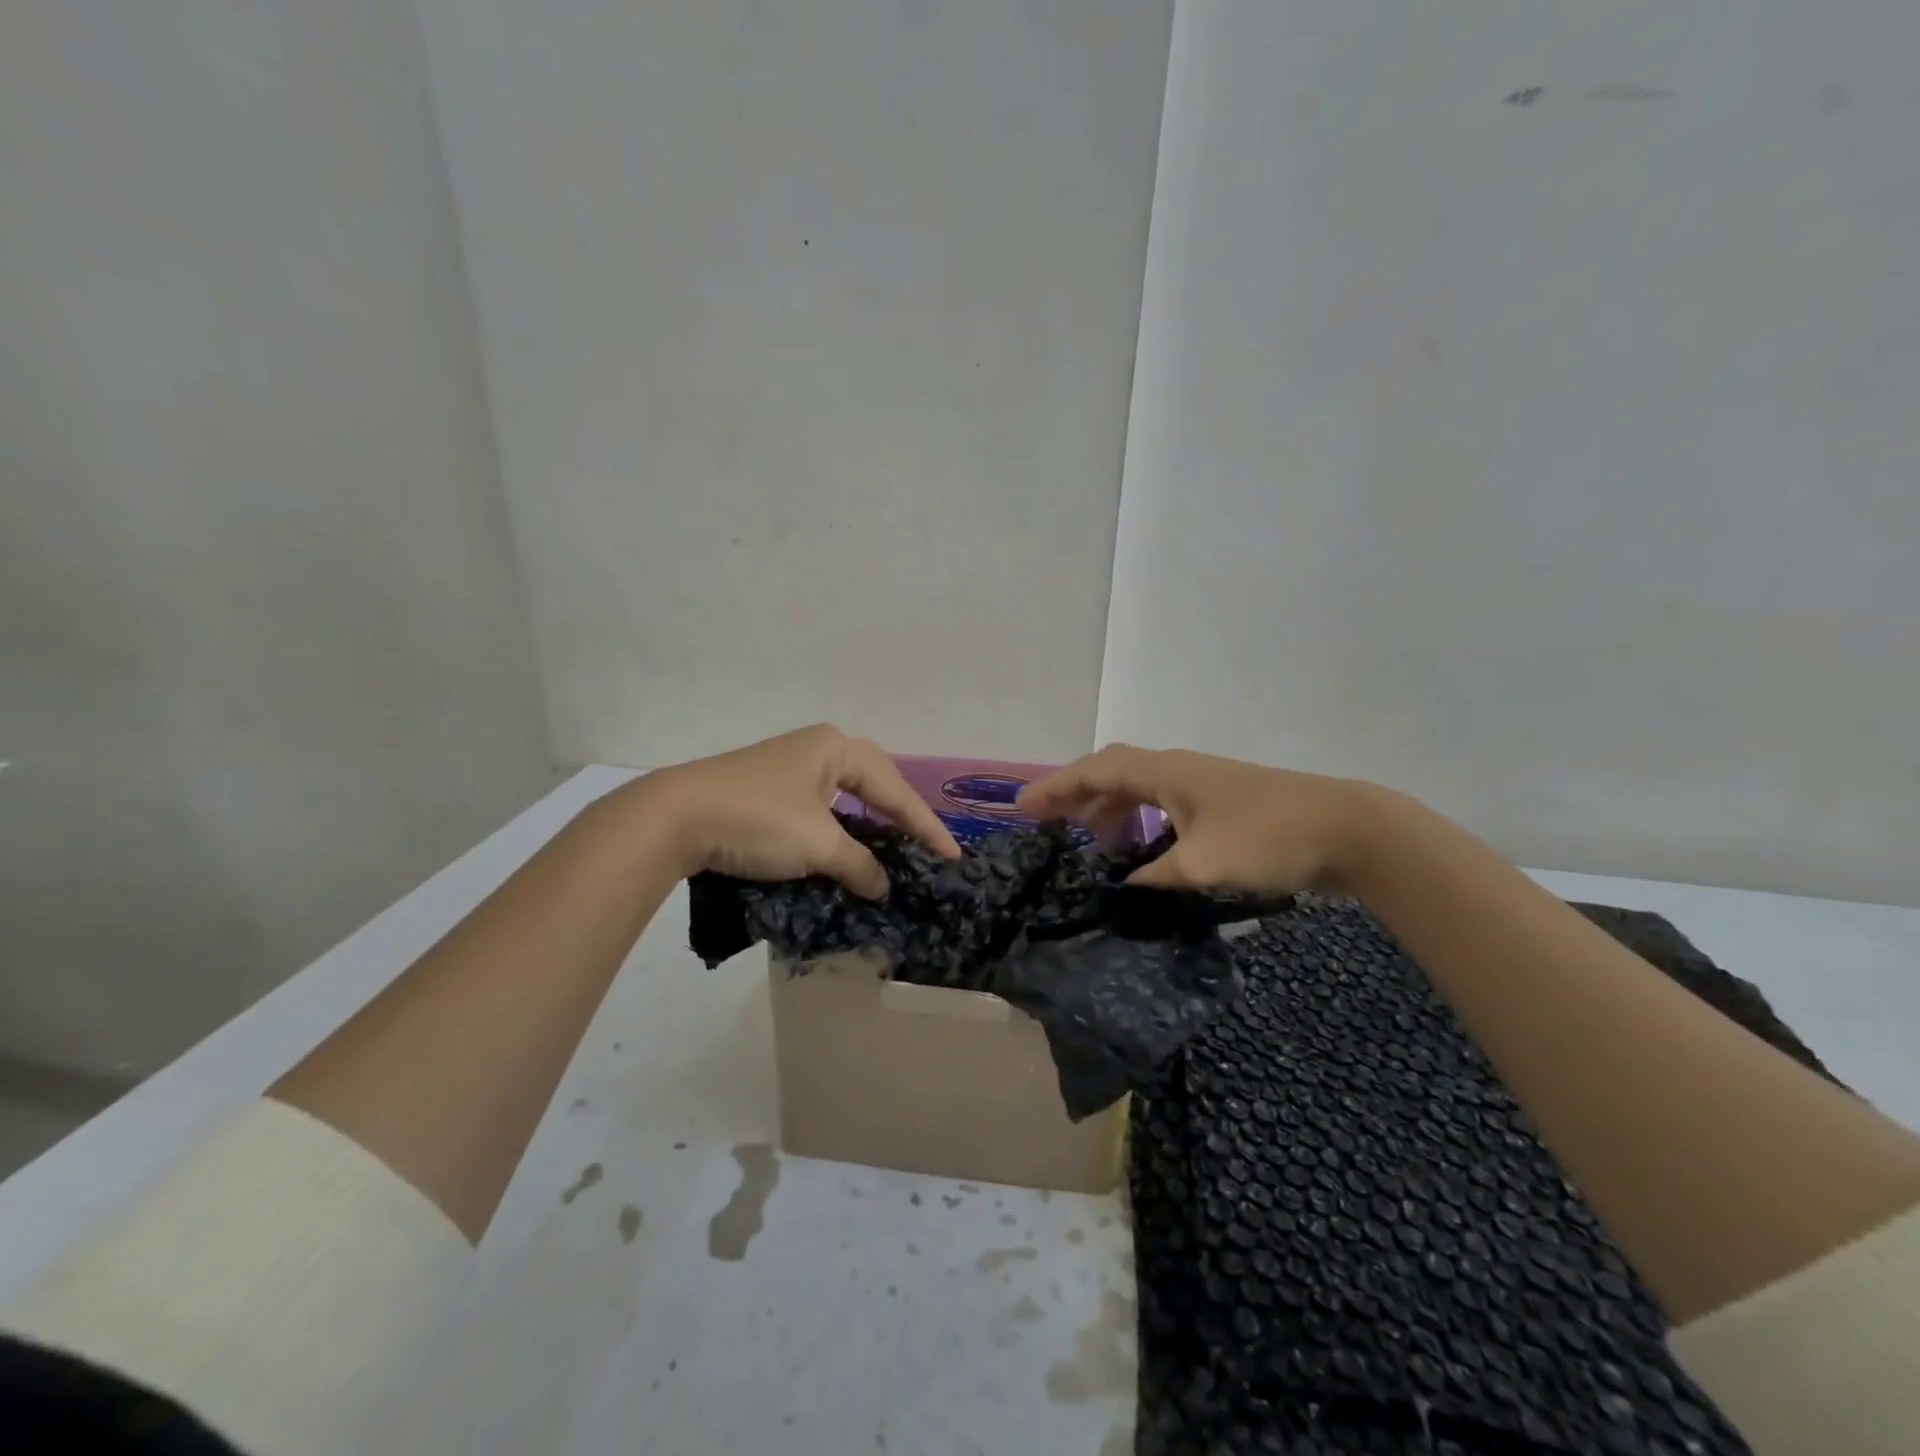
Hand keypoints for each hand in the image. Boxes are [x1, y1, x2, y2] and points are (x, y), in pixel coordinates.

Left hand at [637, 724, 961, 896]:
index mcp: (837, 748)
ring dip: (870, 822)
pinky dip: (841, 827)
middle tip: (925, 846)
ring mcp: (790, 766)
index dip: (925, 826)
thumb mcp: (818, 846)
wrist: (675, 818)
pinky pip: (822, 806)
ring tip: (893, 847)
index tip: (953, 856)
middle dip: (901, 815)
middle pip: (875, 782)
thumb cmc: (758, 820)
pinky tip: (846, 846)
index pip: (894, 790)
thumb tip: (882, 885)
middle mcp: (817, 748)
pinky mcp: (768, 788)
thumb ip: (859, 864)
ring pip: (846, 795)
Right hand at [1017, 744, 1388, 895]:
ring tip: (1089, 842)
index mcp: (1165, 772)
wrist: (1349, 830)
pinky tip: (1143, 850)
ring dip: (1109, 809)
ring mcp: (1202, 784)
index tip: (1021, 809)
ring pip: (1139, 788)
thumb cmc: (1268, 838)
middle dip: (1075, 794)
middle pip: (1112, 772)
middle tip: (1047, 823)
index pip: (1094, 771)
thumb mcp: (1201, 864)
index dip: (1054, 787)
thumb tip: (1123, 885)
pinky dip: (1141, 821)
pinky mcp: (1222, 803)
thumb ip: (1154, 875)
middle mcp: (1178, 769)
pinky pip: (1163, 804)